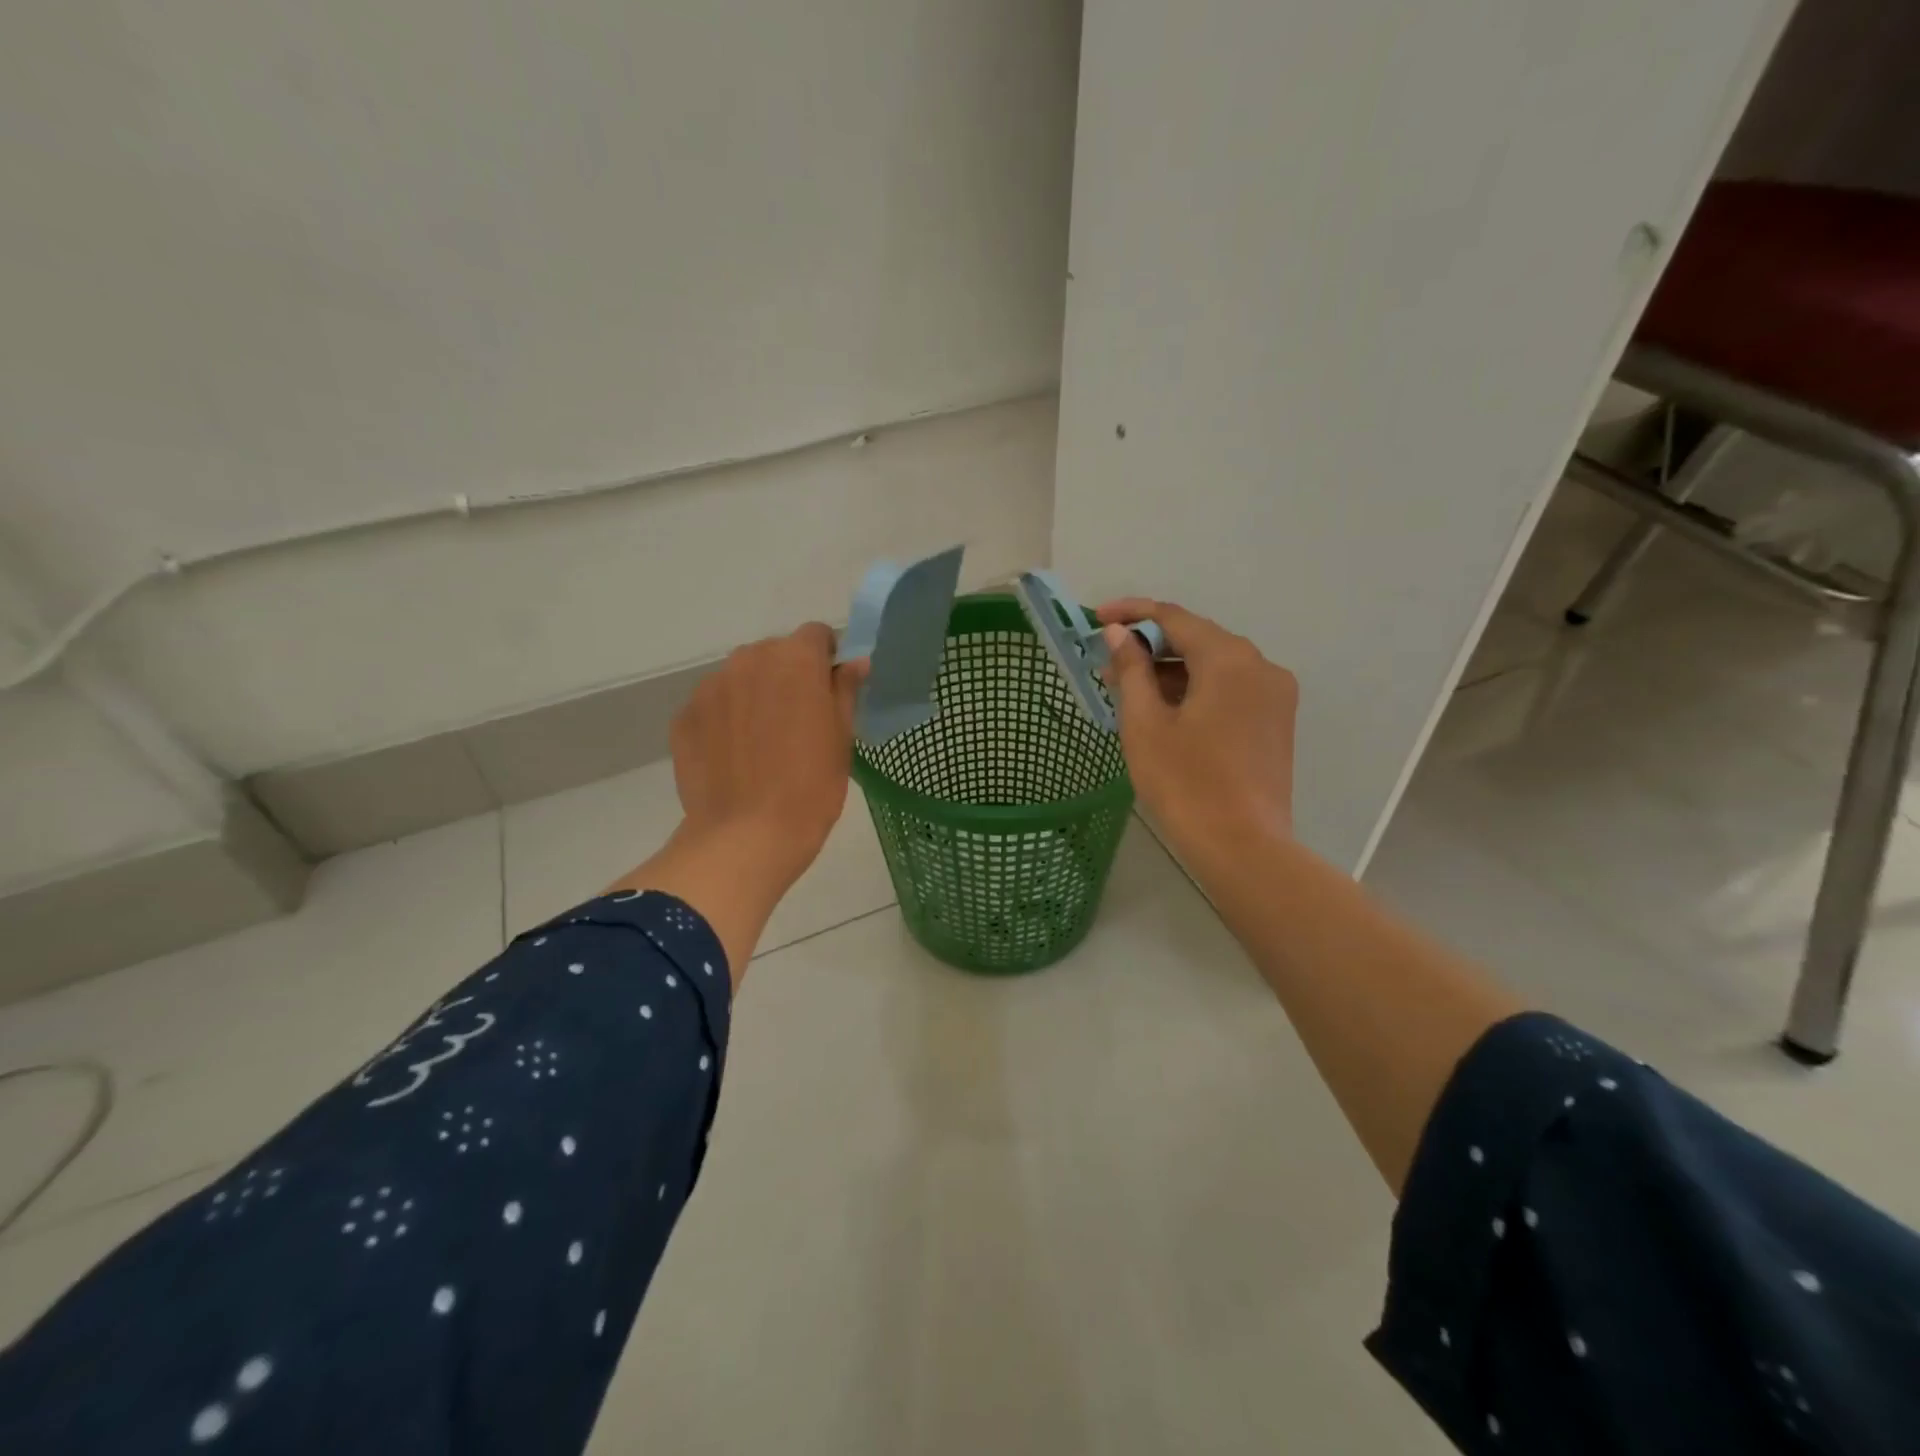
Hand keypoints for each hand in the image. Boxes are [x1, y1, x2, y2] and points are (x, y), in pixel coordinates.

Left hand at [669, 623, 866, 889]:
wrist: (746, 836)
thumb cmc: (810, 786)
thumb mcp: (841, 738)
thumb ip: (845, 691)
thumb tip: (854, 663)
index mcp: (795, 659)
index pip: (815, 635)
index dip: (826, 659)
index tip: (829, 691)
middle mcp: (748, 660)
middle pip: (774, 653)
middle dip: (788, 676)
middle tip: (798, 722)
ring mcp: (710, 687)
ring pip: (741, 677)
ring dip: (754, 695)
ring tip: (762, 743)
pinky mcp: (684, 716)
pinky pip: (713, 705)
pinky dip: (725, 720)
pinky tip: (734, 757)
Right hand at [1096, 598, 1297, 868]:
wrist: (1243, 848)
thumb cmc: (1185, 784)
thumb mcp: (1145, 724)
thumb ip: (1132, 670)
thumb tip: (1120, 633)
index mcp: (1229, 659)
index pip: (1174, 617)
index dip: (1132, 613)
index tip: (1096, 619)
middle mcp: (1260, 665)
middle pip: (1197, 639)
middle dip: (1151, 646)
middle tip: (1108, 665)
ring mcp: (1274, 695)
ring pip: (1215, 666)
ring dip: (1173, 671)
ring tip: (1130, 692)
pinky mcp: (1276, 721)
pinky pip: (1231, 689)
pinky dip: (1196, 690)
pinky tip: (1167, 711)